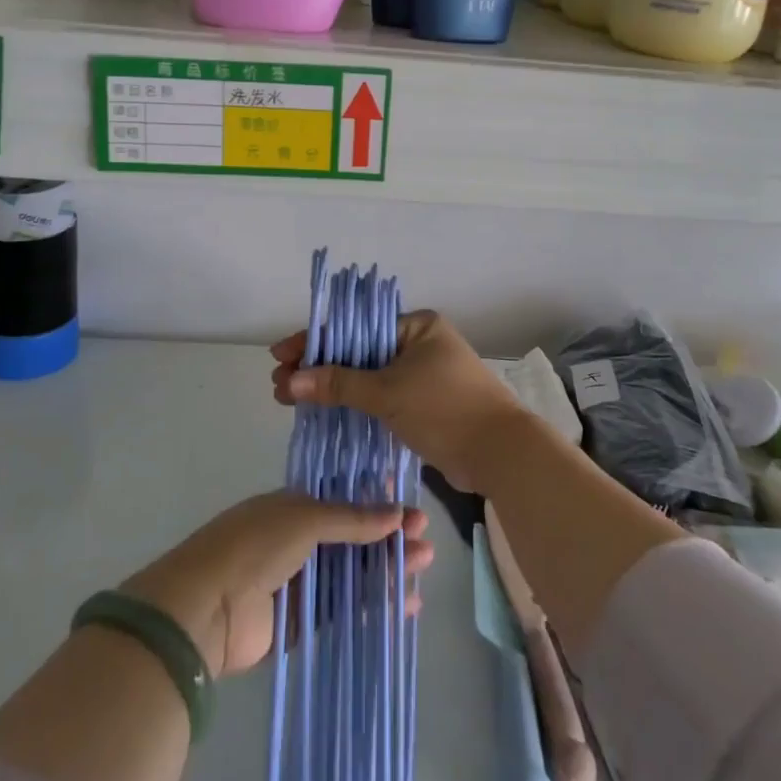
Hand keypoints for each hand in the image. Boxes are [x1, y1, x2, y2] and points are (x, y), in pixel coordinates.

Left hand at [122, 492, 431, 677]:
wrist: (204, 609)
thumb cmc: (254, 546)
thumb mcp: (304, 518)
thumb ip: (352, 519)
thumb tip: (398, 513)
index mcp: (292, 506)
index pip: (344, 499)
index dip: (377, 501)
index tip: (411, 505)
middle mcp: (296, 540)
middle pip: (353, 538)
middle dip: (388, 537)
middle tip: (426, 541)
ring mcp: (298, 582)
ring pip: (351, 574)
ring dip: (385, 570)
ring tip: (423, 567)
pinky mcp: (299, 623)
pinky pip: (342, 610)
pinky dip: (371, 606)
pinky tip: (402, 605)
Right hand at [271, 311, 532, 492]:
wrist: (500, 454)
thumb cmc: (445, 410)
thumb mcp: (388, 393)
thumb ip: (338, 384)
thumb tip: (290, 381)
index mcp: (416, 326)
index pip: (355, 327)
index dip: (315, 341)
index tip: (280, 356)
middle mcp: (419, 344)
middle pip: (358, 351)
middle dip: (318, 367)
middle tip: (279, 385)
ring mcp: (422, 375)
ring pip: (367, 377)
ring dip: (332, 387)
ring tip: (291, 399)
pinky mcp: (423, 404)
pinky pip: (380, 397)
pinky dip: (354, 403)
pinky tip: (324, 413)